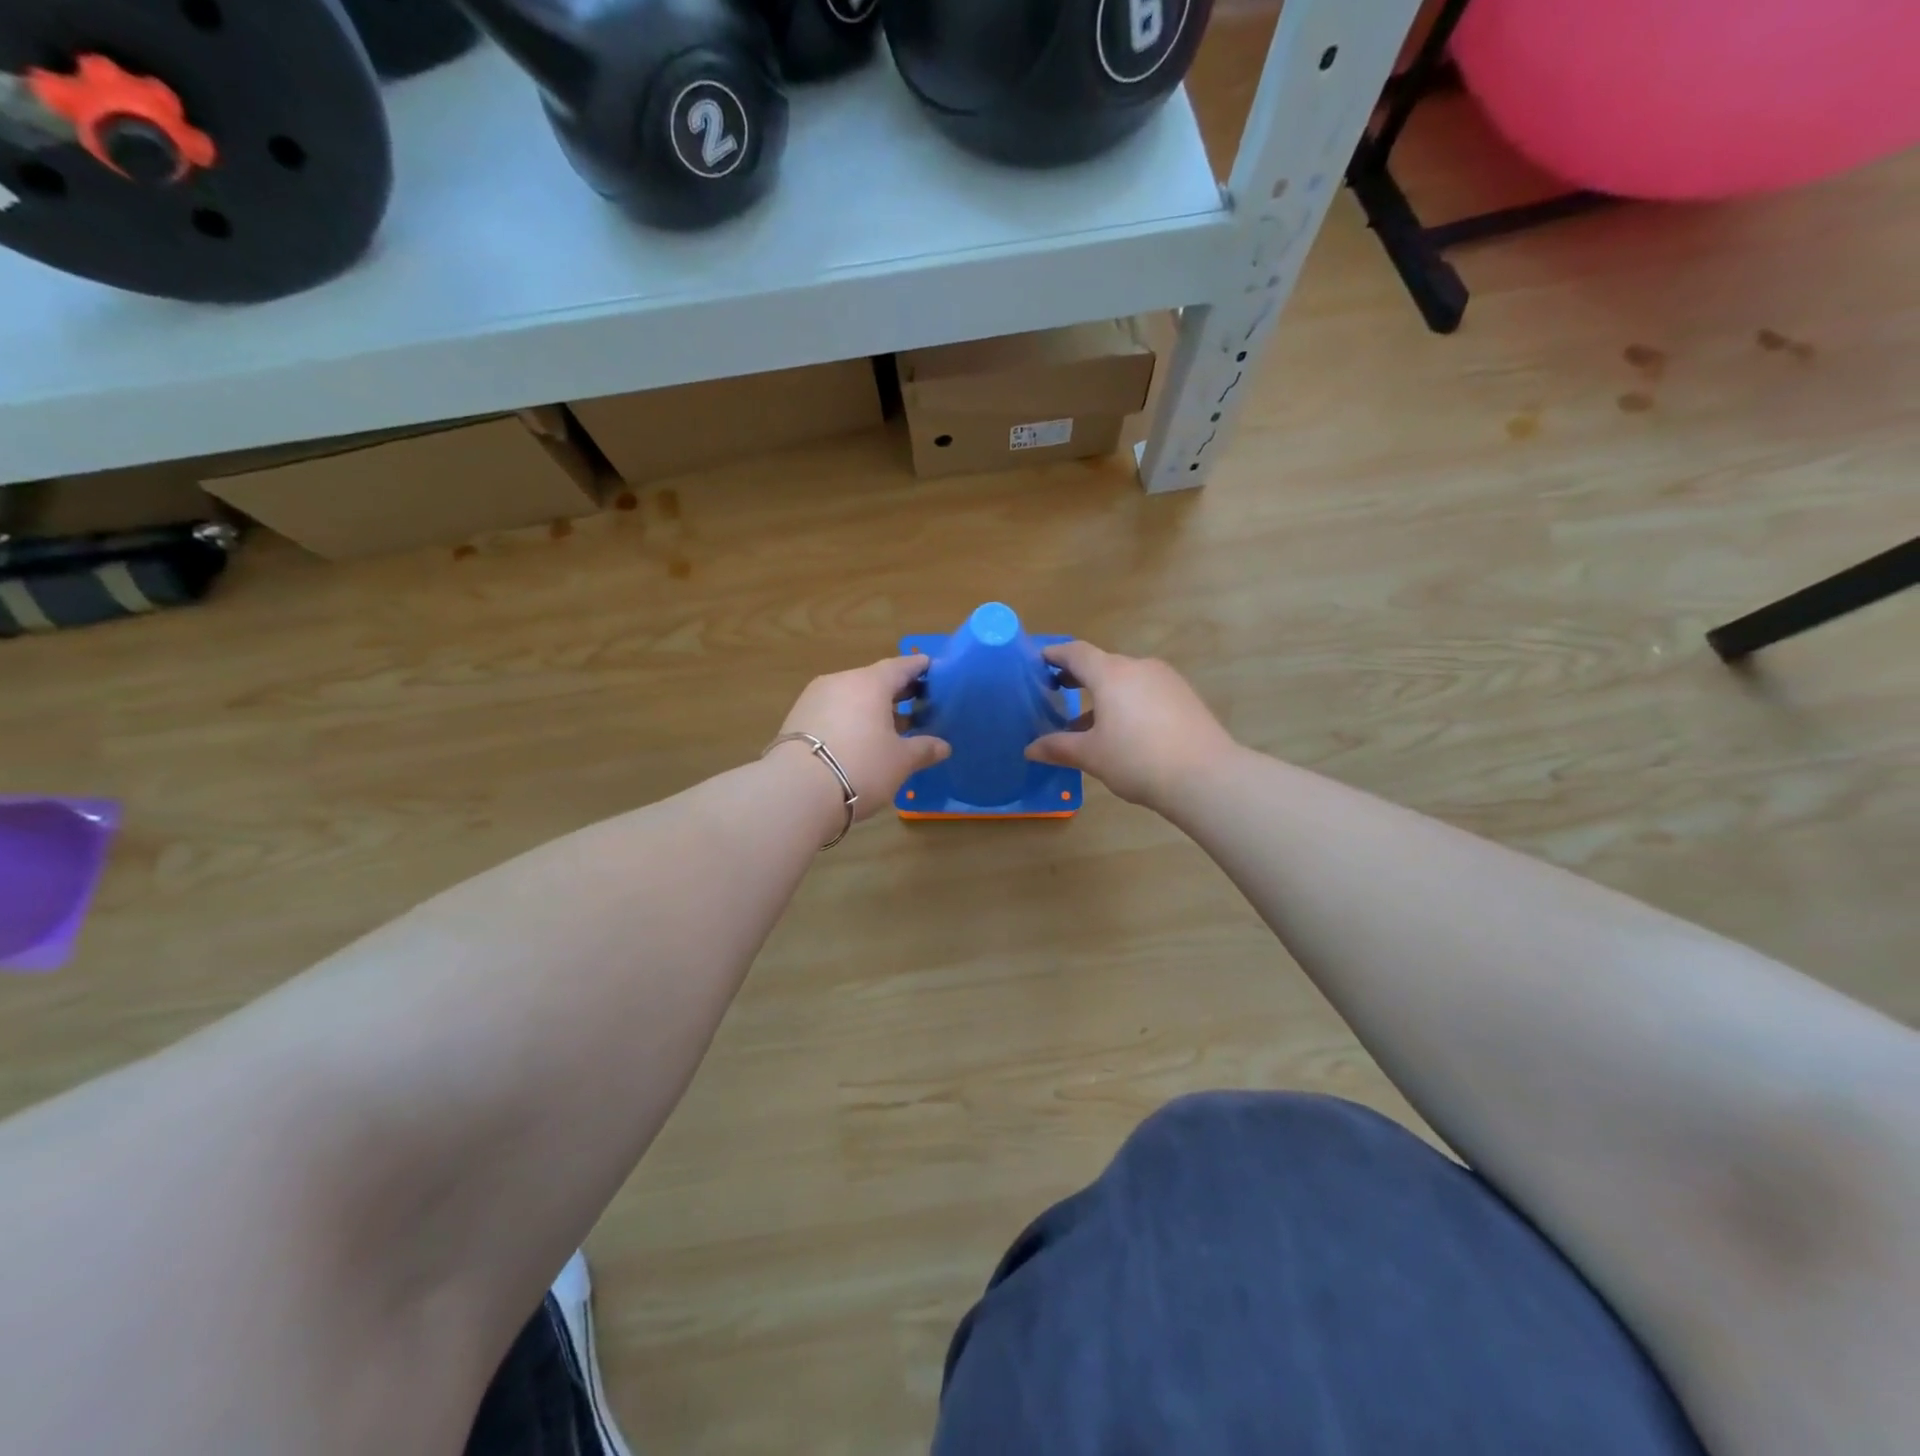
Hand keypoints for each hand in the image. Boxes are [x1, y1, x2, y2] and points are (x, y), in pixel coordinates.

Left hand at [774, 655, 950, 822]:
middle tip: (917, 700)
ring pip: (851, 696)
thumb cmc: (861, 766)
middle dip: (896, 691)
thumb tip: (943, 746)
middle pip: (873, 680)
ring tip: (891, 725)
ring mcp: (814, 698)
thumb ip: (923, 749)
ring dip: (872, 708)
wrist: (796, 790)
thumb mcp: (900, 761)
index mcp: (870, 683)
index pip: (900, 666)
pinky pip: (833, 711)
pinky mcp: (797, 719)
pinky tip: (860, 738)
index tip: (930, 668)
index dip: (917, 668)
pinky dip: (850, 719)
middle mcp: (841, 682)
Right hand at [1025, 642, 1237, 812]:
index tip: (1040, 660)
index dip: (1056, 655)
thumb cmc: (1137, 760)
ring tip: (1089, 722)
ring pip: (1126, 679)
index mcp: (1111, 674)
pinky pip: (1146, 691)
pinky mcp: (1185, 696)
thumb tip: (1030, 749)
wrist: (1205, 776)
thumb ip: (1058, 747)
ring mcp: (1166, 680)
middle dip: (1079, 676)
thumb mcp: (1091, 756)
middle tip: (1058, 690)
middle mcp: (1139, 667)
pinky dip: (1128, 702)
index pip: (1077, 653)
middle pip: (1103, 664)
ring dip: (1105, 694)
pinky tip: (1124, 730)